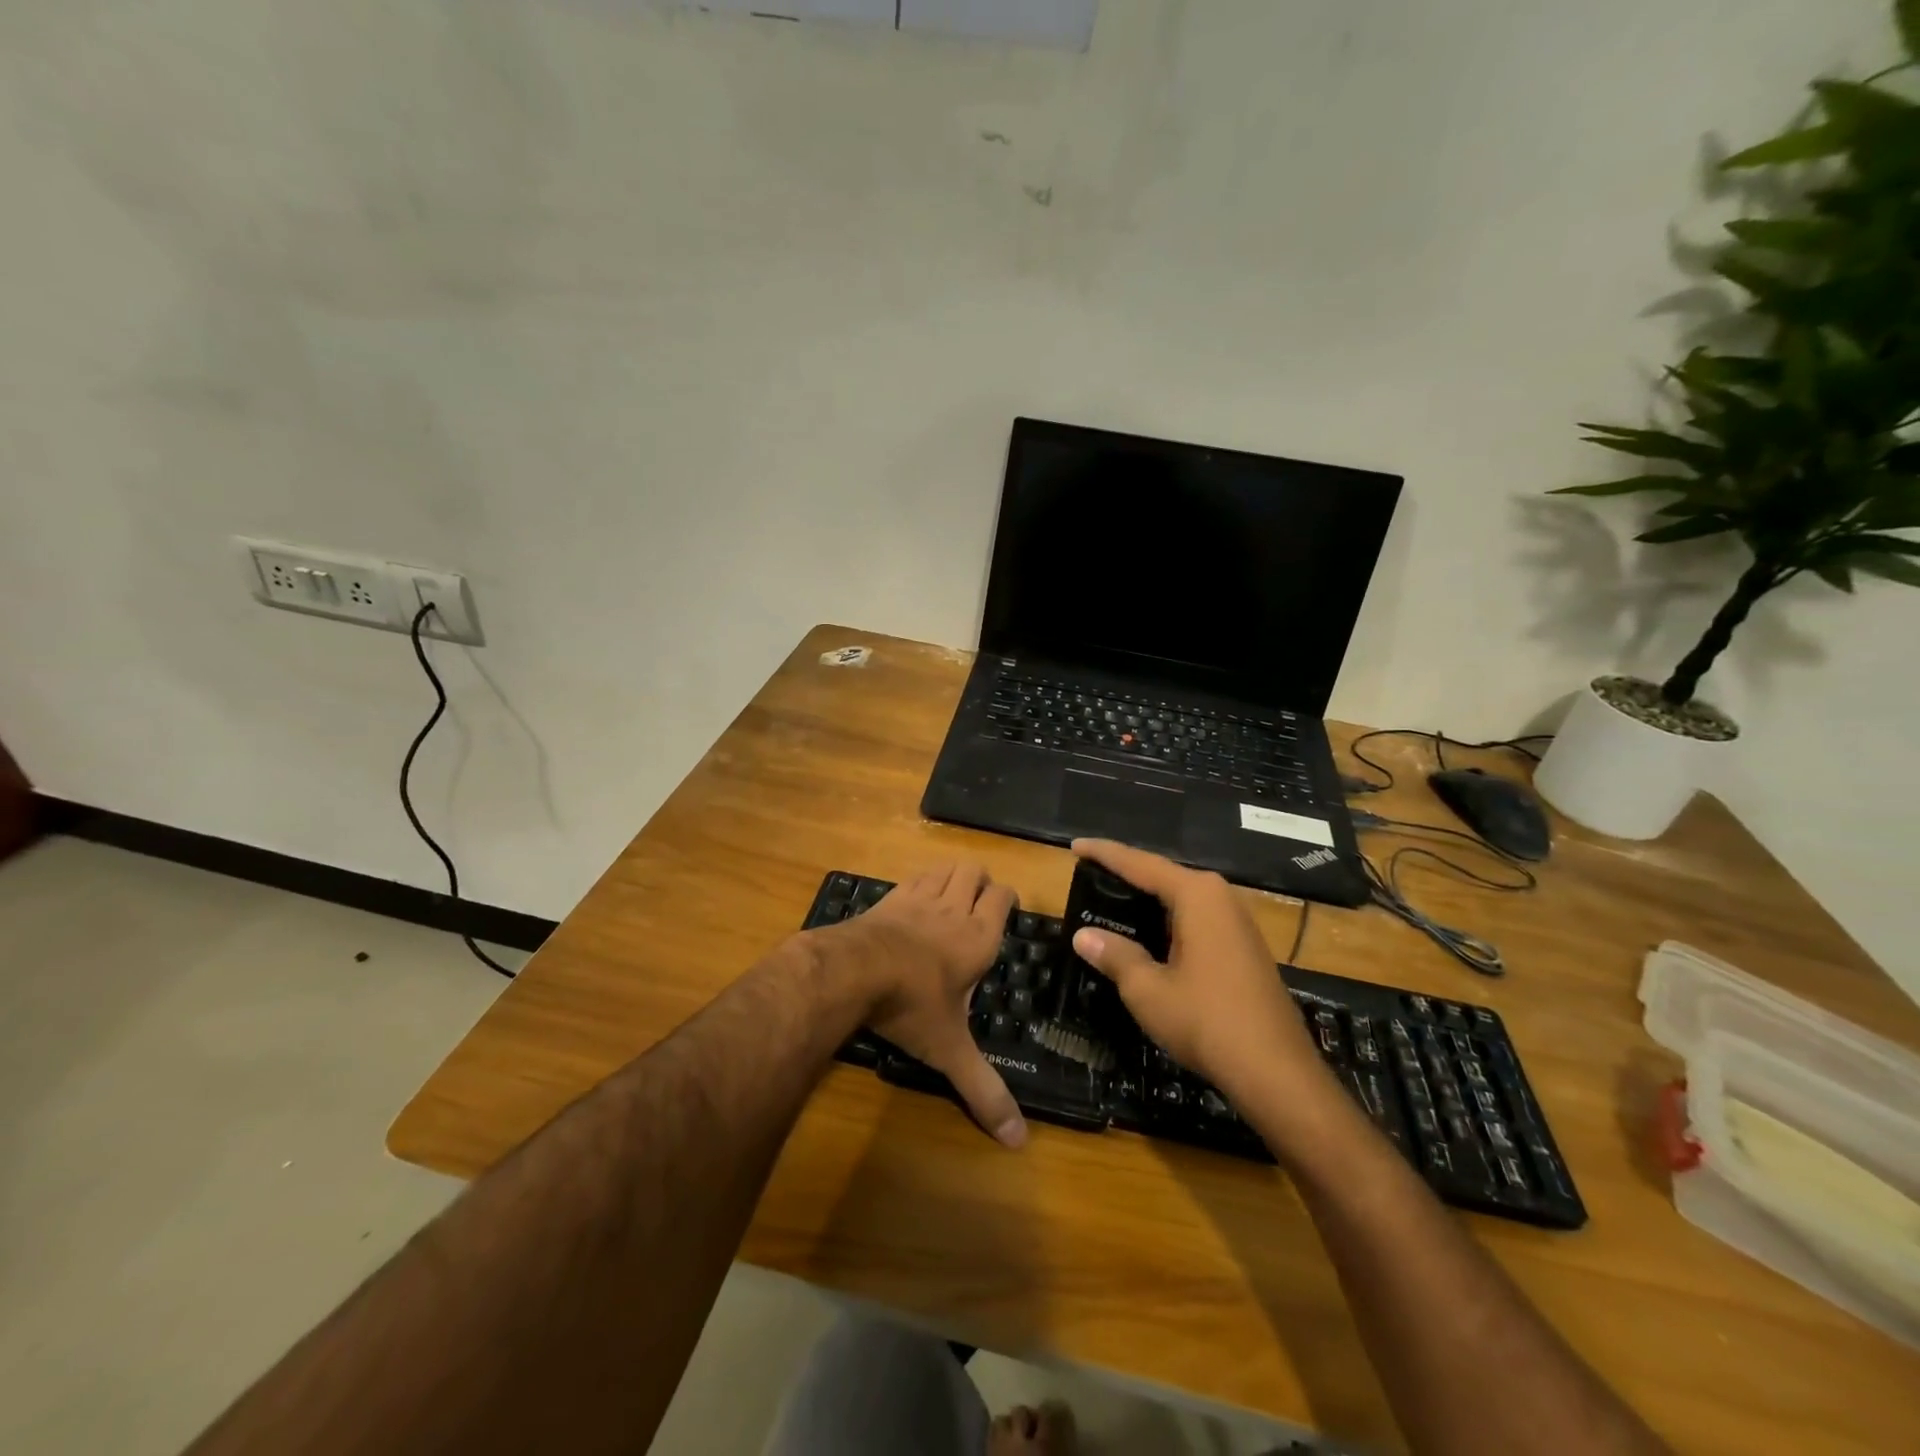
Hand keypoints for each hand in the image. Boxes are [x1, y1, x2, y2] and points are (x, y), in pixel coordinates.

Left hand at [828, 863, 1026, 1148]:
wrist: (855, 971)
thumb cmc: (913, 1006)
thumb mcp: (950, 1051)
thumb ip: (982, 1090)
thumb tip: (1019, 1143)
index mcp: (978, 937)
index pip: (1003, 897)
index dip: (1007, 898)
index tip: (1007, 910)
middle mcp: (953, 909)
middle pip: (974, 871)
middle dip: (980, 881)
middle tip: (978, 904)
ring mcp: (918, 898)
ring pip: (944, 869)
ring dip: (951, 876)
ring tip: (951, 897)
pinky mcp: (888, 898)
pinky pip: (912, 877)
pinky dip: (920, 882)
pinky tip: (913, 902)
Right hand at [1066, 839, 1332, 1107]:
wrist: (1277, 1073)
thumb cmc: (1207, 1021)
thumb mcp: (1147, 989)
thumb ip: (1114, 955)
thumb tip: (1083, 936)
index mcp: (1197, 895)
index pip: (1140, 864)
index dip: (1104, 854)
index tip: (1075, 847)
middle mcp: (1220, 897)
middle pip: (1162, 876)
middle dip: (1125, 875)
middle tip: (1088, 876)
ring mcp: (1237, 922)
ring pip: (1181, 899)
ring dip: (1146, 901)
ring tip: (1109, 902)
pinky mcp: (1243, 946)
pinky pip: (1196, 919)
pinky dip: (1166, 921)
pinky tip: (1147, 936)